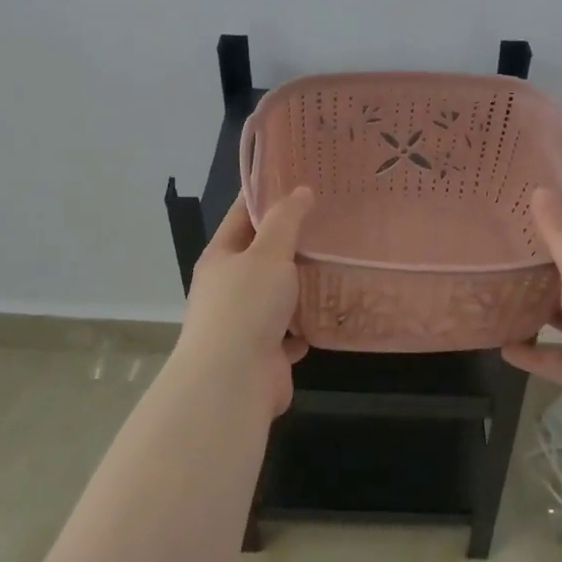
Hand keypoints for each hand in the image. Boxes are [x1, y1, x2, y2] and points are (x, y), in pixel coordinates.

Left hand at [176, 188, 314, 416]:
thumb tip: (300, 191)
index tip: (298, 179)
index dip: (267, 196)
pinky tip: (335, 308)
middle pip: (262, 256)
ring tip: (341, 261)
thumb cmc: (246, 305)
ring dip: (304, 284)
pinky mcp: (265, 352)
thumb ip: (286, 220)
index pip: (243, 215)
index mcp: (221, 257)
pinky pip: (292, 330)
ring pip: (279, 294)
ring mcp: (245, 322)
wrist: (233, 382)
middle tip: (331, 219)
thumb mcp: (268, 252)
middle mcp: (229, 287)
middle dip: (293, 241)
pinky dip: (309, 322)